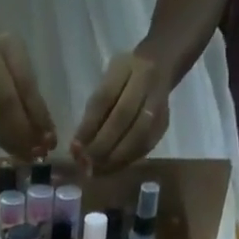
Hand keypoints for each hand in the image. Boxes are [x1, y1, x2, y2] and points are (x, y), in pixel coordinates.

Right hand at [0, 30, 56, 160]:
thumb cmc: (2, 51)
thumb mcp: (21, 59)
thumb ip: (31, 92)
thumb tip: (45, 130)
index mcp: (0, 50)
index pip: (22, 86)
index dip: (36, 115)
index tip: (50, 137)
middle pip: (4, 109)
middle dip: (25, 134)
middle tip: (40, 152)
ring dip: (15, 144)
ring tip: (31, 156)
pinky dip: (5, 143)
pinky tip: (17, 151)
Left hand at [71, 50, 171, 173]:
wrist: (160, 66)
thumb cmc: (123, 79)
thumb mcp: (106, 83)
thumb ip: (93, 112)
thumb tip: (77, 149)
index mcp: (126, 67)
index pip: (104, 98)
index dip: (88, 126)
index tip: (74, 148)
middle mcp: (146, 82)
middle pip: (122, 118)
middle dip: (101, 146)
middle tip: (86, 164)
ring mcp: (159, 103)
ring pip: (137, 137)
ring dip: (114, 159)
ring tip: (97, 171)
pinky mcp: (163, 125)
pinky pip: (144, 148)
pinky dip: (125, 162)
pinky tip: (111, 169)